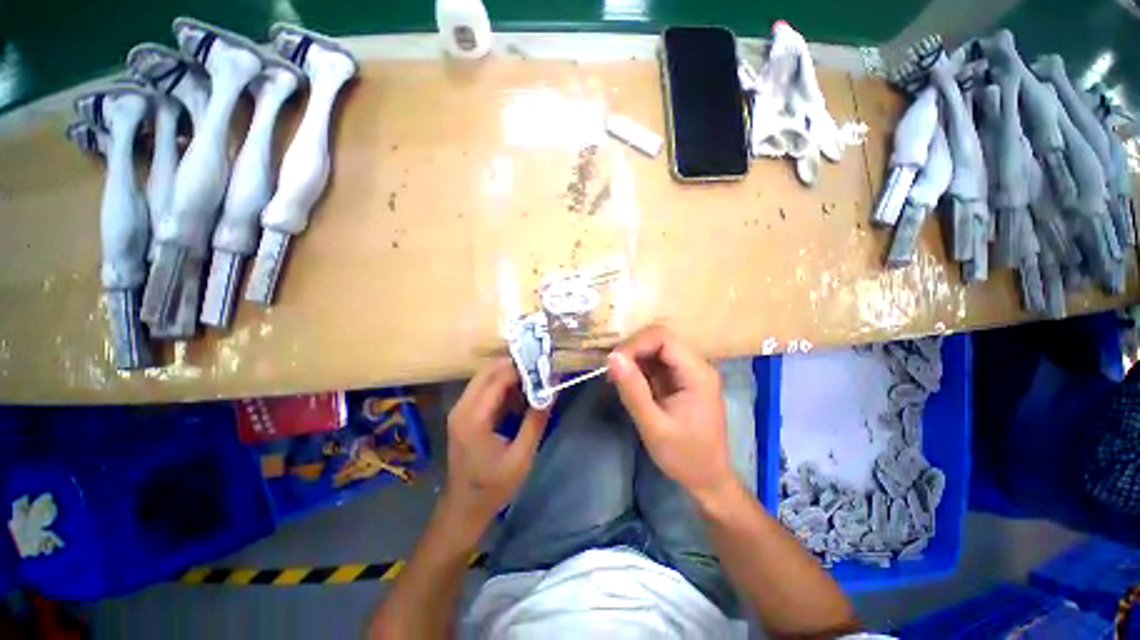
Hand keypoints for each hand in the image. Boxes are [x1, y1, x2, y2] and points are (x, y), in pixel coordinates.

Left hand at [442, 358, 549, 535]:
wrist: (464, 508)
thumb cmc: (493, 487)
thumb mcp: (521, 457)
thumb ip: (535, 421)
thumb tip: (551, 392)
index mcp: (474, 418)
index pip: (498, 379)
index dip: (522, 370)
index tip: (545, 367)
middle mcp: (462, 407)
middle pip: (488, 372)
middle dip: (515, 367)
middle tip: (540, 370)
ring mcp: (460, 410)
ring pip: (485, 378)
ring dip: (509, 376)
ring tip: (533, 382)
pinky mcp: (463, 414)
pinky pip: (484, 390)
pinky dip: (502, 387)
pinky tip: (520, 396)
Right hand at [608, 326, 735, 504]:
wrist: (708, 479)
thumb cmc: (684, 456)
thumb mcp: (653, 426)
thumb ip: (633, 390)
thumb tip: (612, 357)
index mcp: (697, 373)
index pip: (663, 338)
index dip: (635, 344)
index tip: (613, 364)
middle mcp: (696, 365)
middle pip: (660, 339)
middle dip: (632, 350)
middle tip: (612, 372)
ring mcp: (689, 371)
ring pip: (656, 348)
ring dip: (633, 358)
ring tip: (616, 378)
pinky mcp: (680, 379)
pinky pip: (656, 362)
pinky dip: (638, 367)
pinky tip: (627, 382)